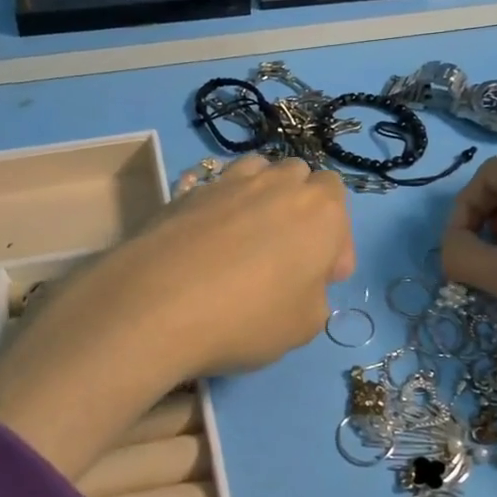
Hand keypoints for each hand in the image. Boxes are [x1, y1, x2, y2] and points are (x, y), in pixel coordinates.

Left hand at [0, 154, 351, 478]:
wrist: (158, 304)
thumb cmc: (249, 318)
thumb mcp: (305, 326)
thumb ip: (315, 296)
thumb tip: (300, 285)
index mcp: (320, 210)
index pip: (338, 200)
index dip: (335, 239)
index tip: (323, 277)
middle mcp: (277, 183)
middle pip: (299, 177)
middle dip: (301, 208)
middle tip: (289, 255)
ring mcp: (228, 182)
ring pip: (257, 171)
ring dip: (262, 195)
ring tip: (249, 238)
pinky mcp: (185, 191)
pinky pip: (215, 188)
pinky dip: (221, 207)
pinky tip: (207, 244)